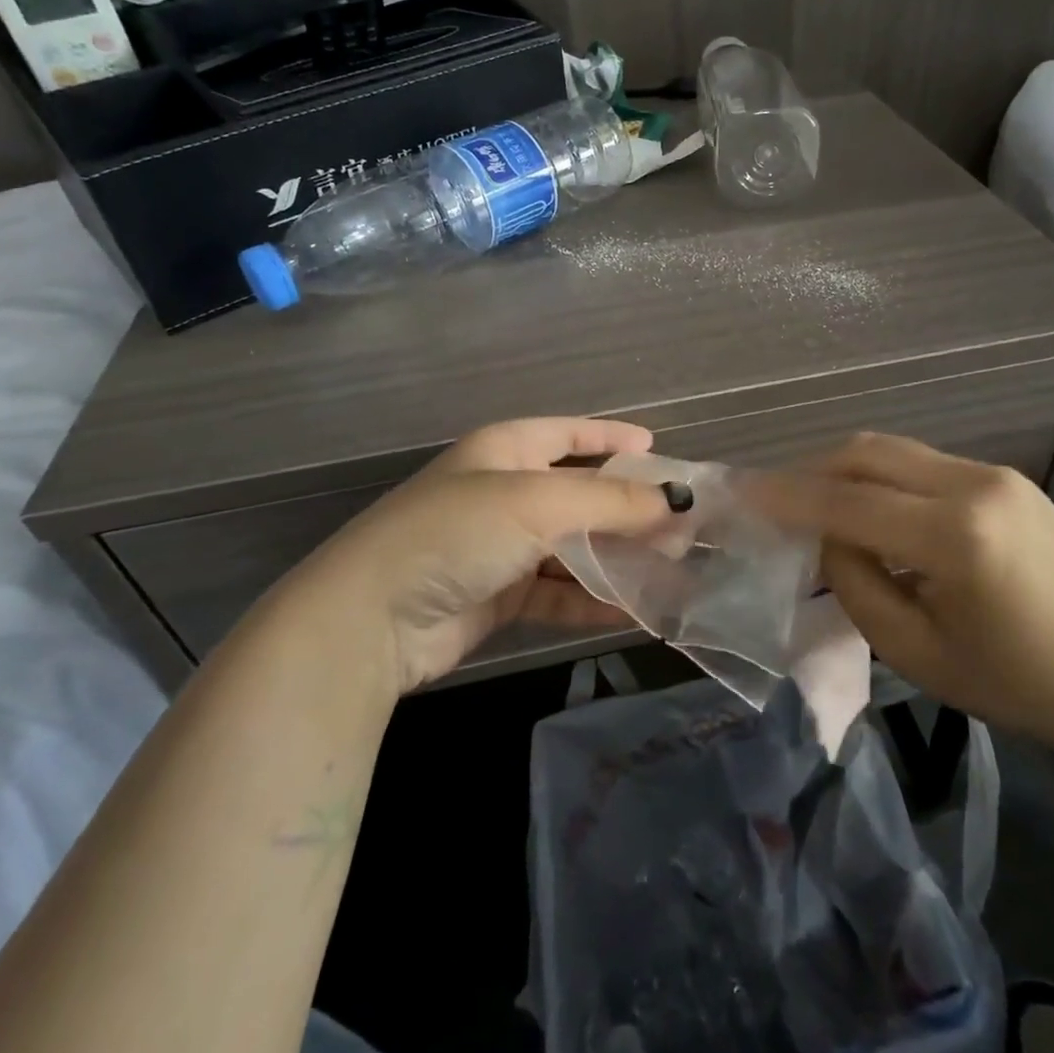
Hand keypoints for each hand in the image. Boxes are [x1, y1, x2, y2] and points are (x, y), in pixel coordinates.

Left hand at [274, 418, 686, 693]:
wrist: (372, 620)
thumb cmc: (458, 532)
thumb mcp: (538, 503)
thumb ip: (610, 502)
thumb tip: (675, 501)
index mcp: (505, 450)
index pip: (568, 433)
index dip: (611, 438)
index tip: (656, 450)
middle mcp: (504, 492)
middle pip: (579, 493)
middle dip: (628, 508)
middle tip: (681, 524)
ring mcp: (500, 546)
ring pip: (573, 545)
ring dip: (617, 557)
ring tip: (672, 568)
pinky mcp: (499, 595)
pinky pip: (558, 590)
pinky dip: (593, 599)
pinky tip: (634, 612)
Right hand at [756, 433, 1053, 753]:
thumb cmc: (1018, 685)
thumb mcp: (917, 653)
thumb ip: (856, 585)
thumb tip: (827, 537)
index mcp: (955, 536)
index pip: (846, 502)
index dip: (786, 497)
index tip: (741, 494)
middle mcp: (974, 484)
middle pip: (866, 453)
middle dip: (811, 472)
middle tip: (777, 503)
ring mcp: (994, 474)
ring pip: (893, 451)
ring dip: (845, 472)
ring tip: (819, 509)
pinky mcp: (1006, 477)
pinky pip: (922, 464)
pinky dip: (883, 480)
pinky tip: (876, 515)